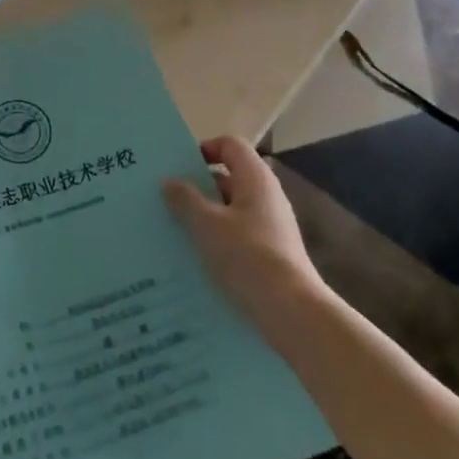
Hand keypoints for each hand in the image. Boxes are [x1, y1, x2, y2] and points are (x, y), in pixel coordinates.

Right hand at [163, 135, 324, 331]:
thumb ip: (185, 199)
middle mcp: (267, 196)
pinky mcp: (271, 253)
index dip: (204, 149)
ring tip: (174, 229)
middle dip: (197, 186)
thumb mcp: (207, 225)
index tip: (178, 167)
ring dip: (205, 215)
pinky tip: (196, 257)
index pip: (230, 145)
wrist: (292, 312)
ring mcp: (271, 226)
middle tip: (166, 198)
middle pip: (229, 177)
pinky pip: (238, 234)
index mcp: (255, 179)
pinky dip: (217, 238)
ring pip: (231, 209)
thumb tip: (169, 181)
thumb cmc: (247, 256)